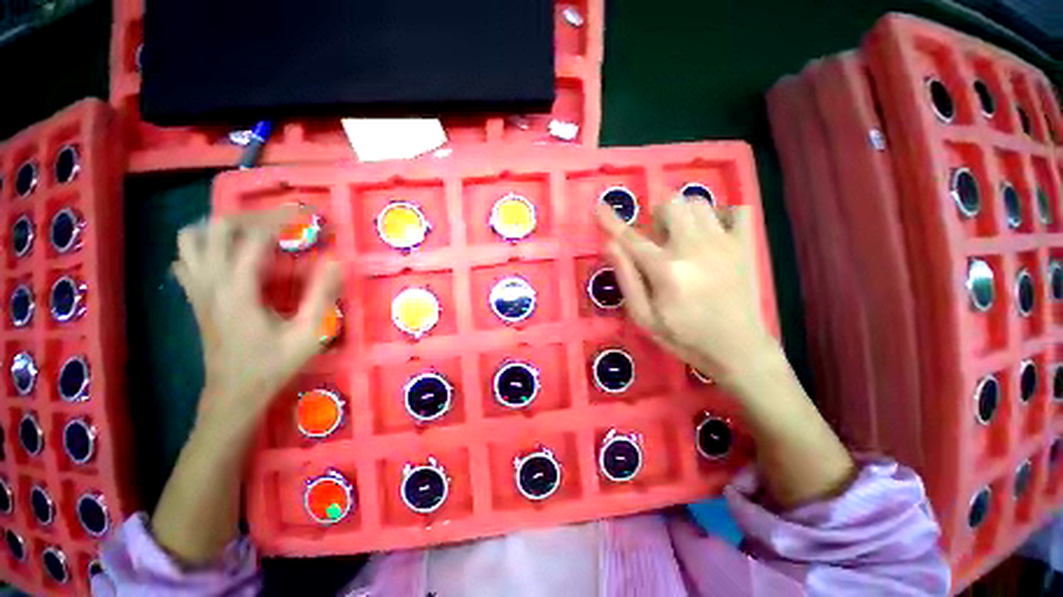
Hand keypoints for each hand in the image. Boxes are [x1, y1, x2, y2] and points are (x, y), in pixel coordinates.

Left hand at [173, 208, 341, 432]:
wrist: (234, 394)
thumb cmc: (274, 365)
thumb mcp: (309, 333)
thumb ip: (322, 295)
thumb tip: (335, 261)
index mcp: (239, 289)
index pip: (254, 236)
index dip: (281, 218)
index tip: (306, 211)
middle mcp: (211, 282)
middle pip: (217, 227)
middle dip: (252, 216)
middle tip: (283, 222)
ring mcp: (197, 289)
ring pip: (191, 238)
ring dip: (222, 226)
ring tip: (252, 231)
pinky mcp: (194, 298)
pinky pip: (185, 259)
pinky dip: (203, 246)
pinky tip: (225, 255)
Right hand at [596, 199, 774, 386]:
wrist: (738, 349)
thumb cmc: (684, 336)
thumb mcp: (644, 317)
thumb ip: (626, 279)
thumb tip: (610, 245)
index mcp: (666, 269)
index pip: (631, 237)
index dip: (611, 221)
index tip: (599, 207)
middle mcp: (694, 247)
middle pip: (670, 204)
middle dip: (656, 217)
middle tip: (658, 241)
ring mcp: (724, 243)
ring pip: (698, 202)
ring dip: (683, 214)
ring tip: (683, 238)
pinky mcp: (746, 245)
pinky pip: (736, 209)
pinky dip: (720, 215)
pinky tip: (713, 234)